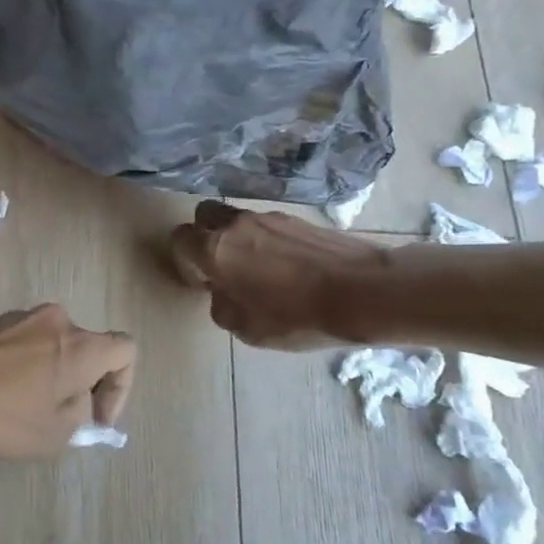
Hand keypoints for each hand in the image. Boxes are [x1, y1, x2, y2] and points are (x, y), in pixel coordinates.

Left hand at [0, 304, 135, 457]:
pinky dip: (27, 369)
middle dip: (84, 385)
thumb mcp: (51, 433)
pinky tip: (1, 398)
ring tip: (28, 413)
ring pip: (55, 347)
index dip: (121, 388)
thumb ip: (80, 415)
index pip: (126, 351)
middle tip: (62, 421)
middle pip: (88, 348)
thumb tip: (78, 401)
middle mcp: (56, 320)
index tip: (95, 418)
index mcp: (79, 344)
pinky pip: (26, 345)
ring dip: (54, 377)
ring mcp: (20, 318)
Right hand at [170, 201, 389, 348]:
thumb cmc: (295, 316)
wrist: (364, 292)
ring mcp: (270, 218)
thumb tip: (223, 293)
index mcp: (215, 249)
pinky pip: (268, 226)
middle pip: (204, 215)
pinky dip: (268, 242)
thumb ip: (221, 306)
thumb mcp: (245, 329)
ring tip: (259, 270)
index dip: (183, 261)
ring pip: (238, 220)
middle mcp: (237, 225)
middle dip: (204, 235)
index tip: (200, 283)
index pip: (179, 239)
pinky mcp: (299, 220)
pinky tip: (287, 268)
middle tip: (219, 265)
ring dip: (238, 239)